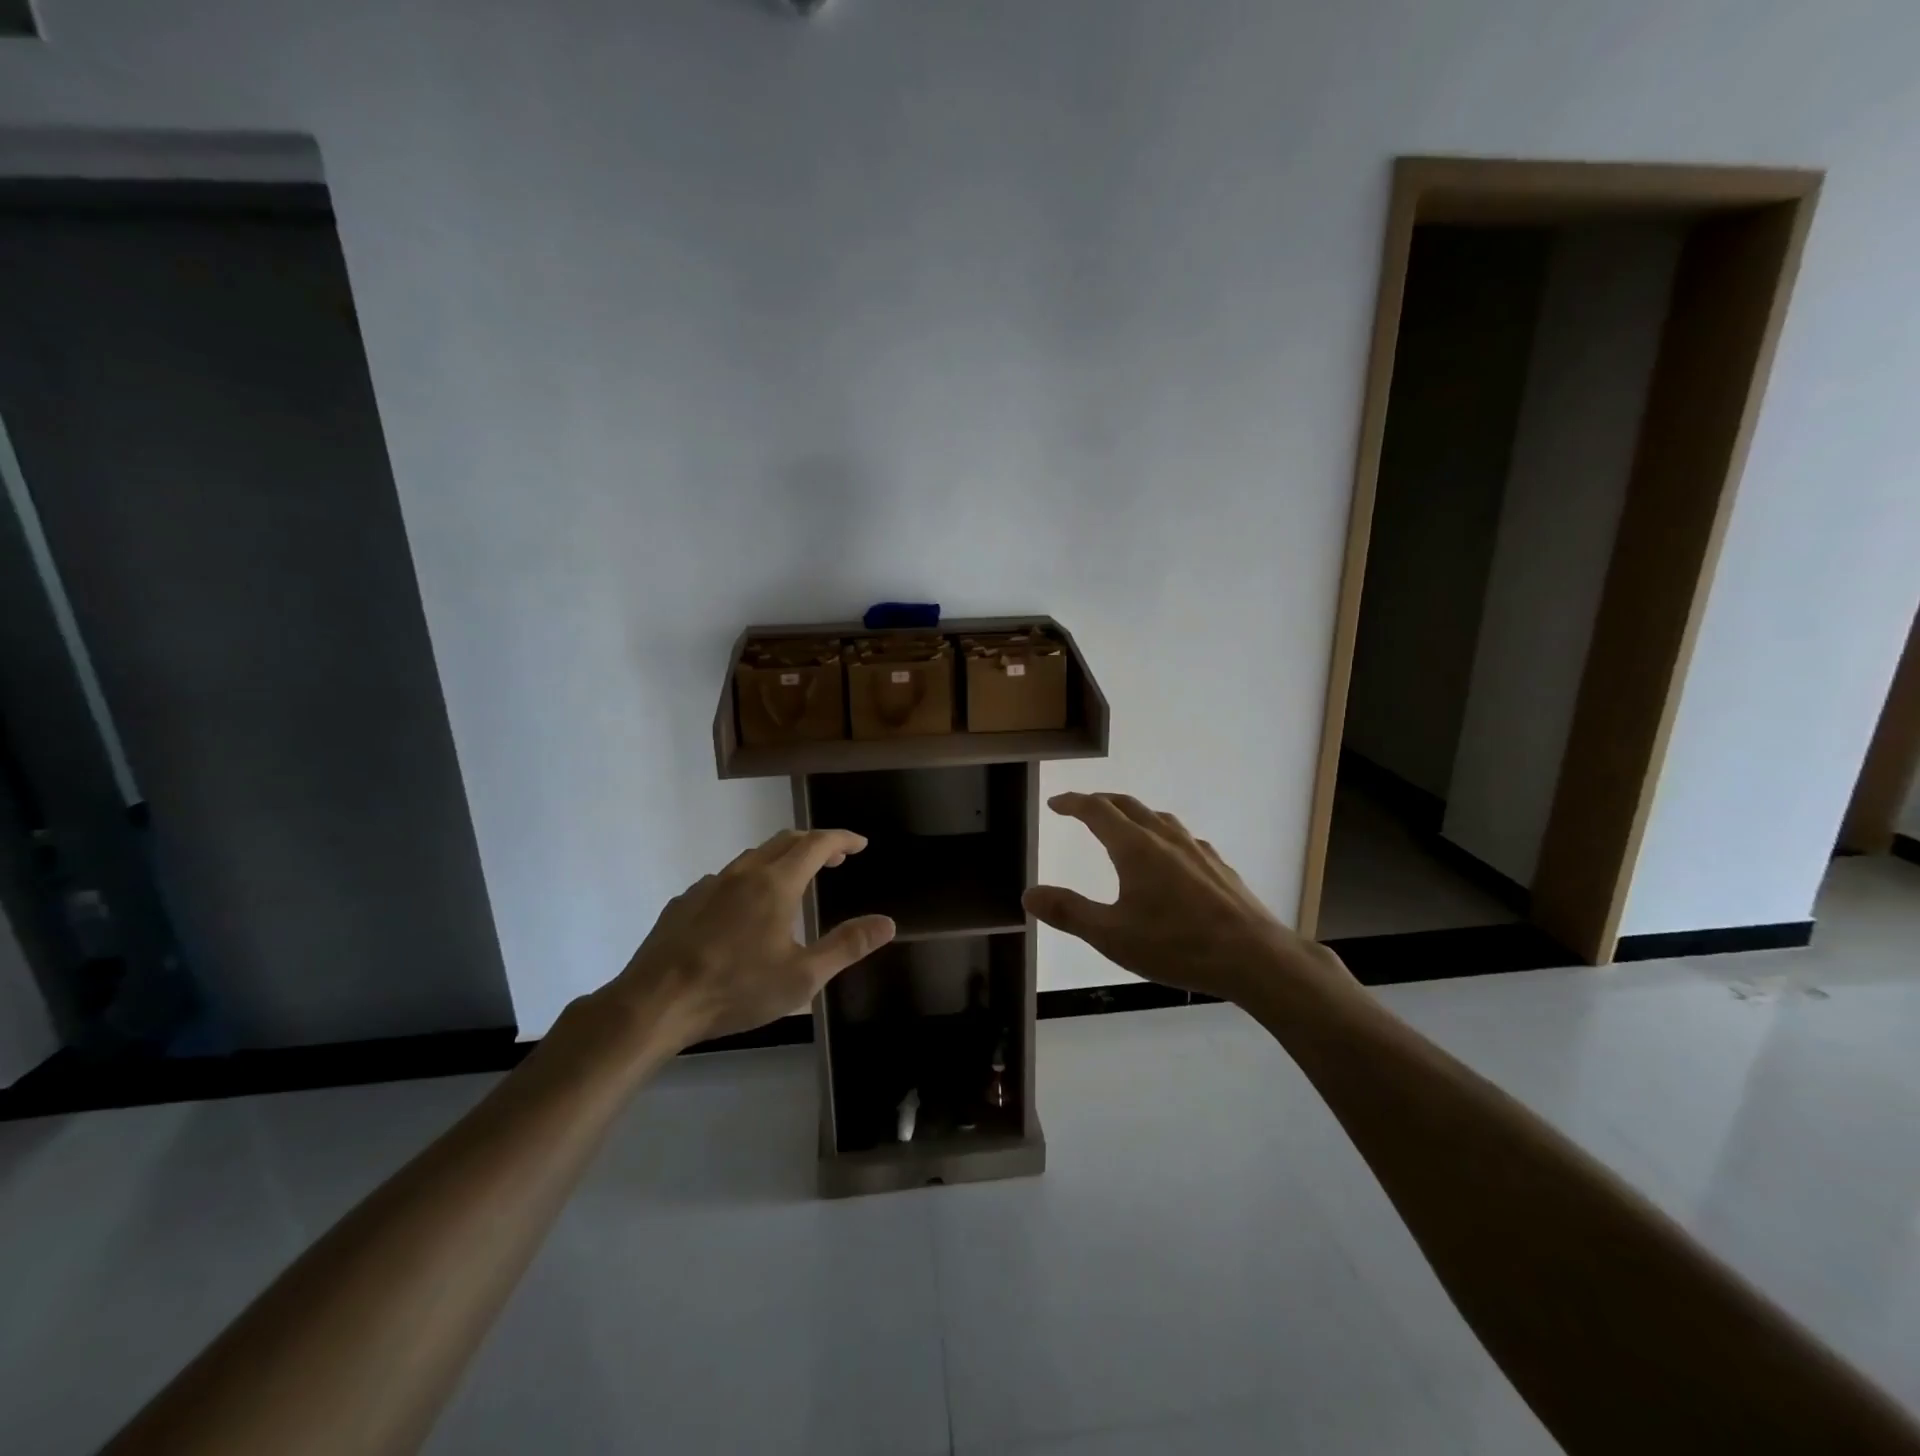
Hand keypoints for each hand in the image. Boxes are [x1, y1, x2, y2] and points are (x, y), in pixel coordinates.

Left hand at [593, 828, 896, 1054]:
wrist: (655, 1003)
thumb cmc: (736, 989)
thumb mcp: (803, 976)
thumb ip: (847, 945)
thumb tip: (887, 922)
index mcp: (776, 884)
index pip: (817, 844)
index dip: (842, 839)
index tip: (860, 844)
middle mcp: (743, 873)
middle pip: (785, 841)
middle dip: (815, 843)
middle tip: (835, 859)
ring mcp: (709, 885)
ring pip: (753, 856)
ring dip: (781, 858)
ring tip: (794, 880)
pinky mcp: (684, 902)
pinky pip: (725, 878)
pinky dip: (748, 879)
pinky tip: (744, 908)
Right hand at [1024, 792, 1352, 1008]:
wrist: (1254, 956)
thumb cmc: (1176, 944)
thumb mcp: (1112, 935)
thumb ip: (1069, 912)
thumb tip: (1028, 894)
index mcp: (1135, 848)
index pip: (1097, 811)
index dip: (1073, 803)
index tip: (1056, 803)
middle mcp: (1165, 838)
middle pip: (1128, 806)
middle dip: (1101, 801)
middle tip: (1082, 807)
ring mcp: (1196, 849)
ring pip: (1158, 818)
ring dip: (1133, 814)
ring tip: (1123, 826)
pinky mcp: (1218, 866)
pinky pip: (1182, 837)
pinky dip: (1162, 834)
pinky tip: (1170, 857)